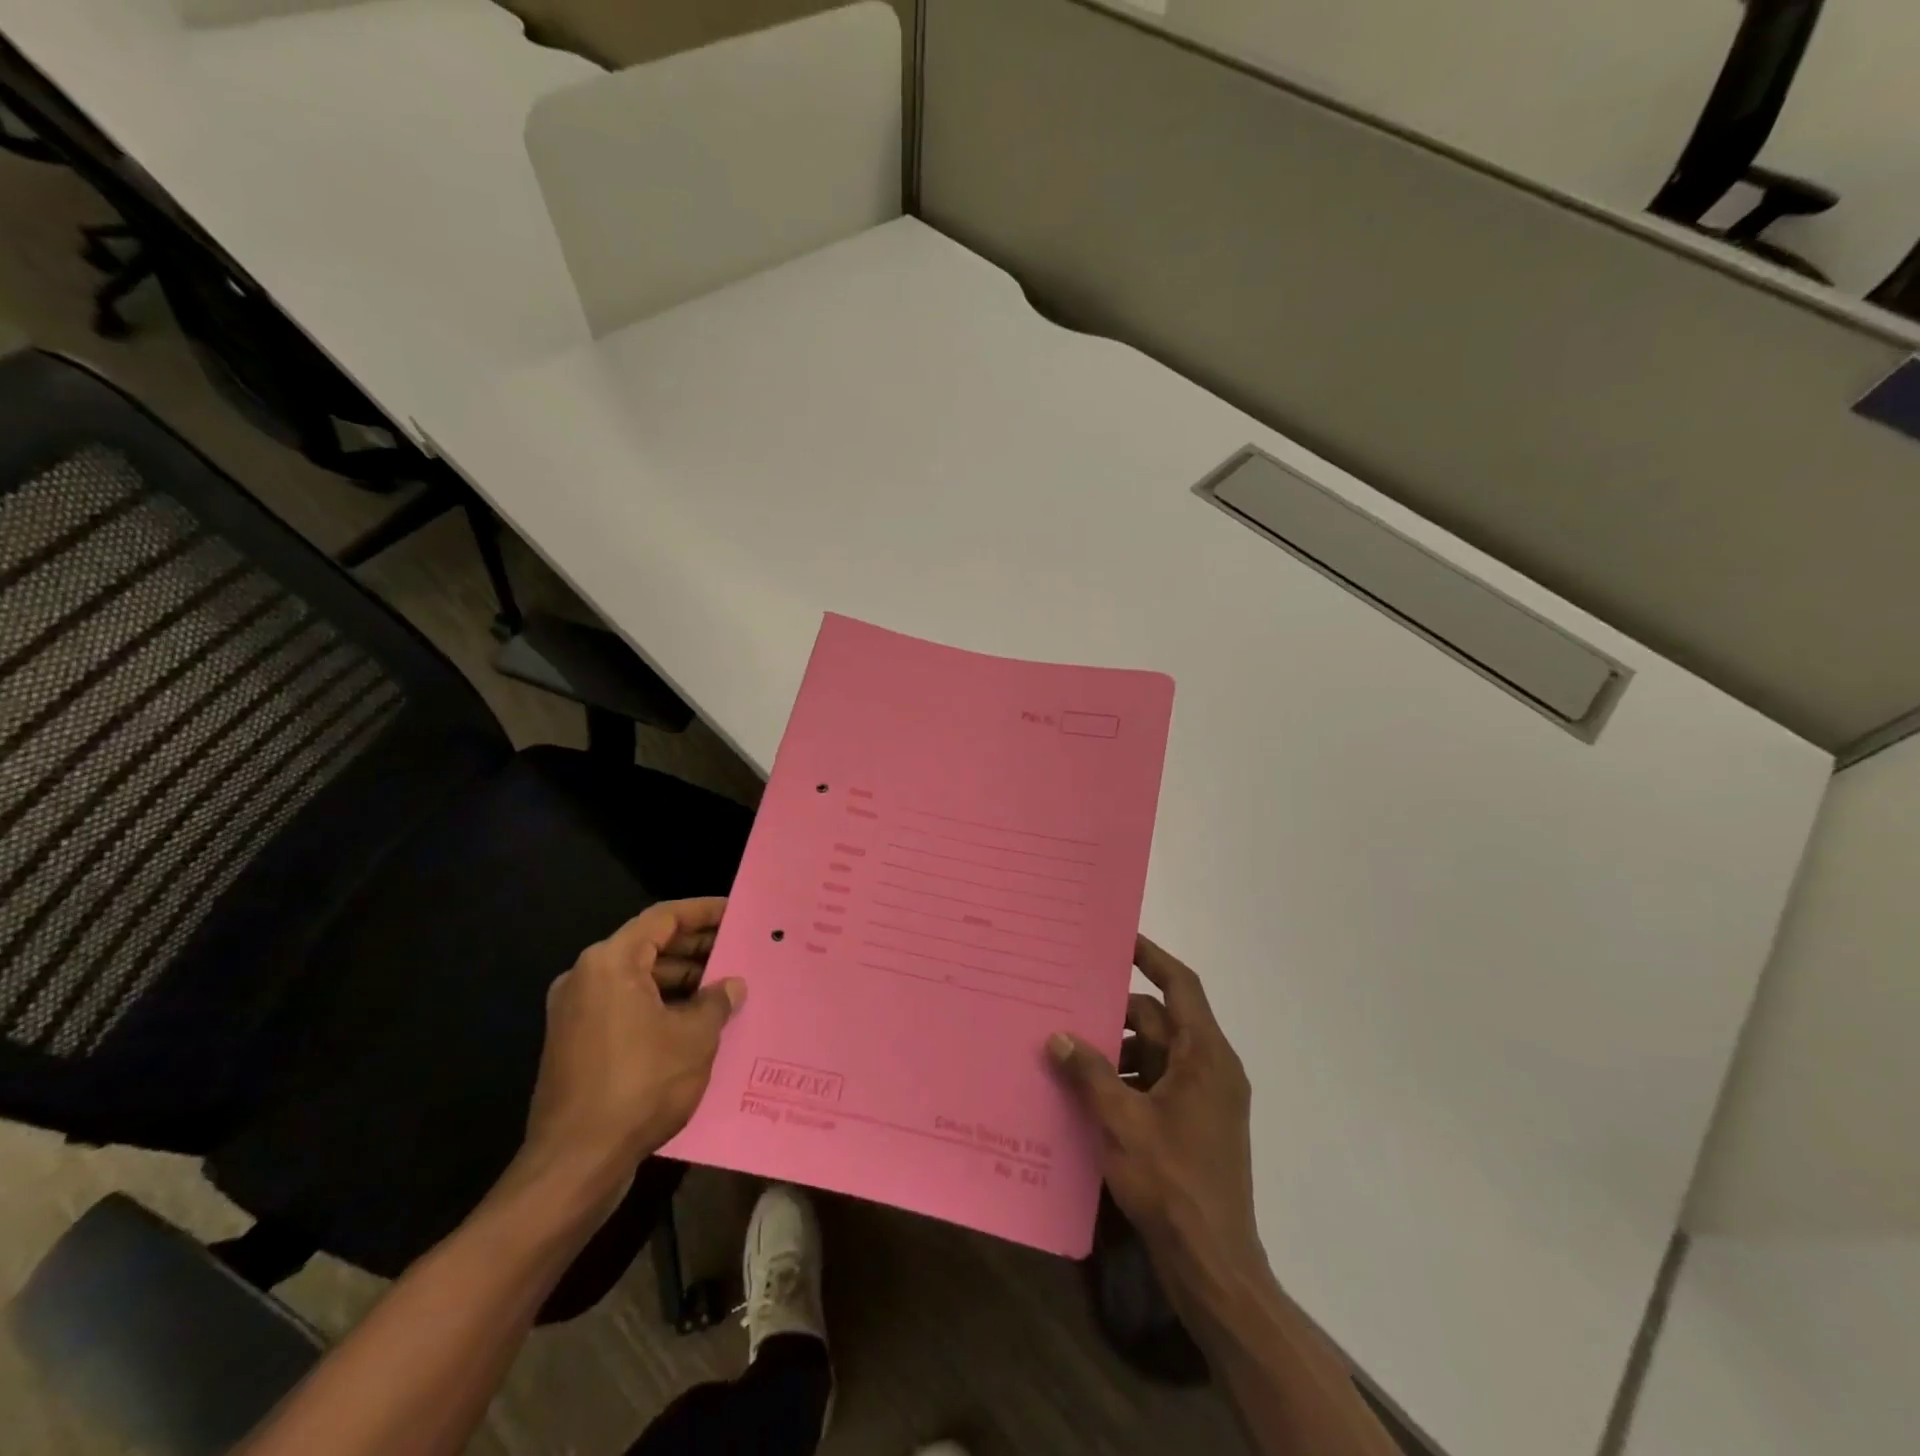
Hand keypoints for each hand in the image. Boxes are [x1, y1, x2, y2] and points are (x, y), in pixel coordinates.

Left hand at [518, 898, 744, 1200]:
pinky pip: (625, 1006)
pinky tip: (696, 1022)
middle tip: (738, 950)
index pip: (663, 918)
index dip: (703, 912)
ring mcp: (576, 1013)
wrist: (574, 1164)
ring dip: (681, 979)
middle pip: (649, 946)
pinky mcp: (576, 1044)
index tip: (736, 912)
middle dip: (695, 947)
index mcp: (610, 963)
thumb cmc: (639, 1085)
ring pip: (638, 978)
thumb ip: (716, 1001)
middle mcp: (586, 978)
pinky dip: (660, 1005)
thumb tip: (731, 985)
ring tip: (725, 987)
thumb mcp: (694, 1038)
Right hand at [1050, 937, 1261, 1273]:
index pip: (1181, 986)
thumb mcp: (1122, 1121)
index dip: (1152, 957)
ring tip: (1069, 1048)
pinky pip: (1156, 1083)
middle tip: (1070, 1001)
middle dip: (1117, 1012)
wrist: (1213, 1266)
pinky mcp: (1193, 1126)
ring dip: (1117, 1049)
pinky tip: (1087, 1090)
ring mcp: (1204, 1100)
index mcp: (1204, 1056)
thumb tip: (1059, 1036)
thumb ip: (1089, 1073)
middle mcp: (1211, 1069)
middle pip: (1160, 1020)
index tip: (1118, 939)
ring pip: (1156, 1053)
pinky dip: (1126, 1079)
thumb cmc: (1172, 1183)